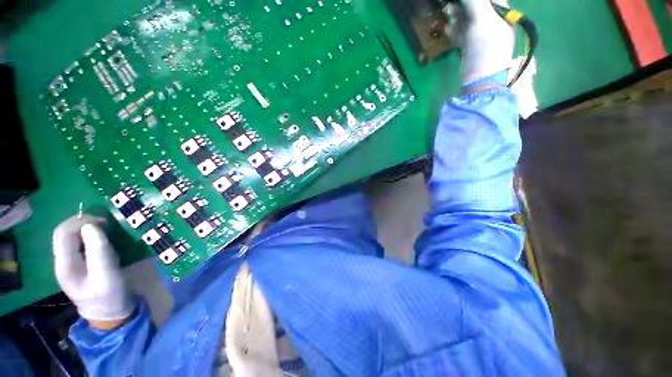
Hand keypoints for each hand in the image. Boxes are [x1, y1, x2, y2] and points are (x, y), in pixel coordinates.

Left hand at [53, 215, 134, 328]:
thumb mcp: (107, 274)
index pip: (63, 233)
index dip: (80, 222)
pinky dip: (87, 236)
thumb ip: (98, 250)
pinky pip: (77, 243)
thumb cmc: (109, 294)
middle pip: (63, 233)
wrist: (109, 313)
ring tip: (104, 229)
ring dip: (85, 228)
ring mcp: (68, 264)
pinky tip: (100, 239)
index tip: (104, 222)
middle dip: (82, 223)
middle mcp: (61, 262)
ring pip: (69, 237)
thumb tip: (91, 226)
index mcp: (65, 265)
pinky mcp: (77, 265)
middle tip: (105, 224)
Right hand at [446, 0, 514, 84]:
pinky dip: (453, 29)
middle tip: (452, 8)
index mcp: (502, 13)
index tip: (461, 1)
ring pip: (466, 18)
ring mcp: (480, 34)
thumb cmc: (486, 51)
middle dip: (462, 5)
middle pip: (475, 6)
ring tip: (449, 16)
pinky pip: (460, 31)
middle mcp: (492, 21)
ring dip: (456, 16)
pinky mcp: (469, 46)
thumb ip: (474, 2)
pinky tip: (448, 29)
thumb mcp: (483, 21)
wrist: (479, 82)